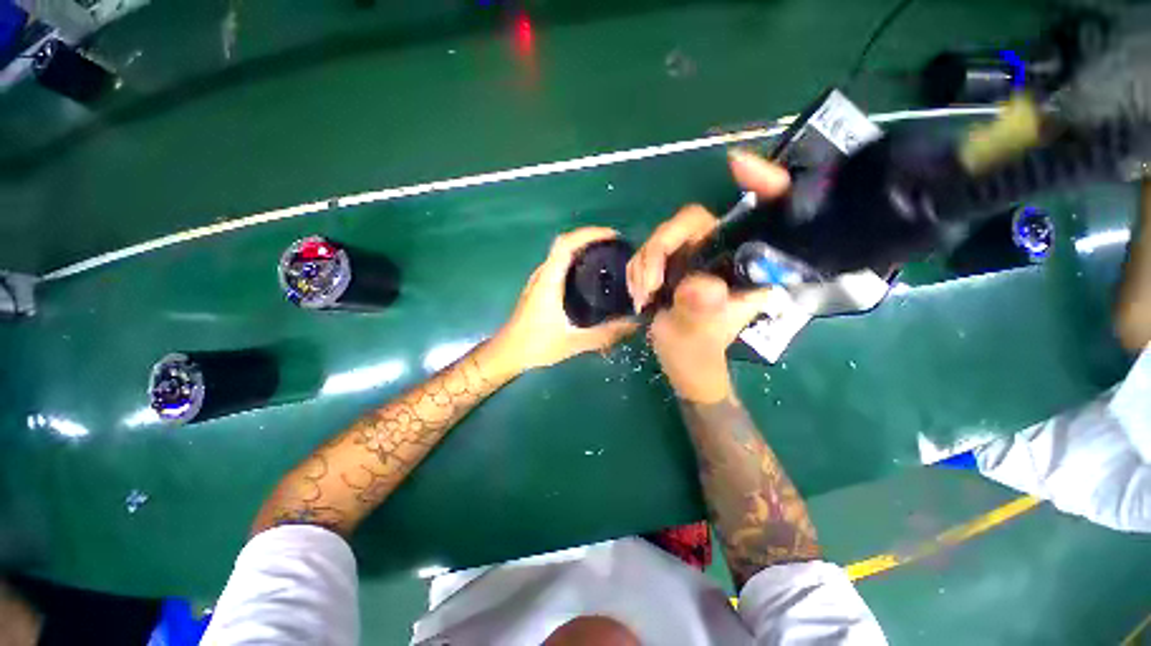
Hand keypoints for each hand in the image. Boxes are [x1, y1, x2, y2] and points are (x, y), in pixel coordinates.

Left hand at [494, 227, 638, 371]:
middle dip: (591, 239)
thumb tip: (633, 325)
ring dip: (583, 248)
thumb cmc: (536, 345)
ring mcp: (539, 280)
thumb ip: (604, 335)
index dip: (589, 234)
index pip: (566, 244)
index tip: (613, 236)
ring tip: (607, 257)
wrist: (507, 352)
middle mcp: (542, 274)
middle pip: (565, 244)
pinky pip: (559, 265)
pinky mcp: (539, 288)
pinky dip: (576, 261)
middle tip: (616, 248)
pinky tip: (590, 277)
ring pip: (561, 253)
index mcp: (548, 281)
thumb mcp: (573, 342)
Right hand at [630, 150, 792, 402]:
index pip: (767, 215)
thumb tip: (700, 286)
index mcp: (750, 266)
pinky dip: (639, 269)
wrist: (680, 359)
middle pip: (691, 222)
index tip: (736, 165)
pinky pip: (649, 249)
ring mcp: (697, 254)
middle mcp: (726, 252)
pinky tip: (641, 292)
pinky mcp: (675, 260)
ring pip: (663, 235)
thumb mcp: (699, 335)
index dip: (761, 183)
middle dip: (661, 249)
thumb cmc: (698, 350)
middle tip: (649, 284)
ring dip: (645, 264)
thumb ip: (700, 311)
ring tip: (644, 296)